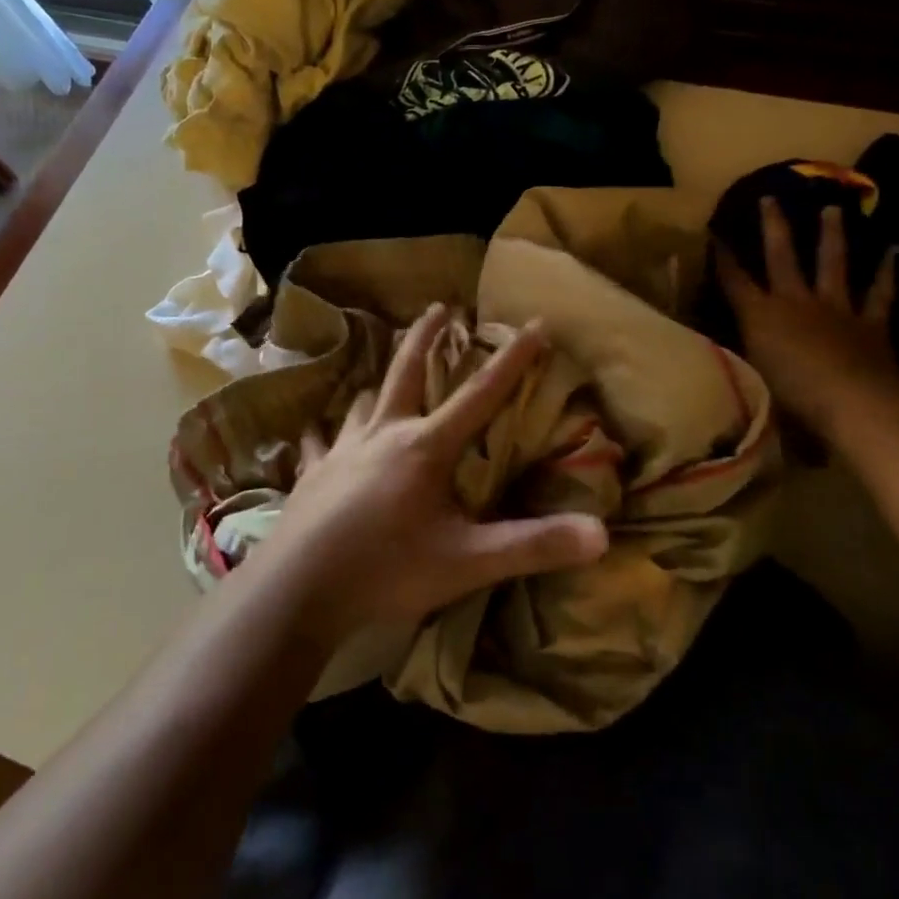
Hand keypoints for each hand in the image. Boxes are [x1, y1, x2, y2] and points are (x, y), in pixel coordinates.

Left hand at [246, 304, 609, 645]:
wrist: (297, 591)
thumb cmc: (387, 571)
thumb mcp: (468, 562)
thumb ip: (533, 547)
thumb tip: (600, 534)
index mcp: (425, 447)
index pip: (480, 394)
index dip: (513, 359)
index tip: (534, 323)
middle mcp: (383, 435)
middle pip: (407, 372)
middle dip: (427, 337)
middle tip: (440, 306)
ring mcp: (341, 451)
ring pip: (363, 402)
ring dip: (378, 383)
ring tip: (382, 374)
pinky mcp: (312, 475)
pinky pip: (320, 443)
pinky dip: (324, 434)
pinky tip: (317, 431)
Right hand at [718, 198, 898, 440]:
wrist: (853, 403)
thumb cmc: (792, 400)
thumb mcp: (754, 385)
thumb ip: (744, 370)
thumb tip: (730, 376)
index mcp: (760, 317)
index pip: (734, 281)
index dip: (723, 258)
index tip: (715, 233)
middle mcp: (794, 303)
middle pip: (781, 257)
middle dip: (774, 227)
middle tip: (771, 198)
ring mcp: (835, 309)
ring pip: (831, 264)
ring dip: (831, 236)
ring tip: (831, 209)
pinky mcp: (871, 322)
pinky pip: (880, 293)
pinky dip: (887, 273)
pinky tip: (895, 251)